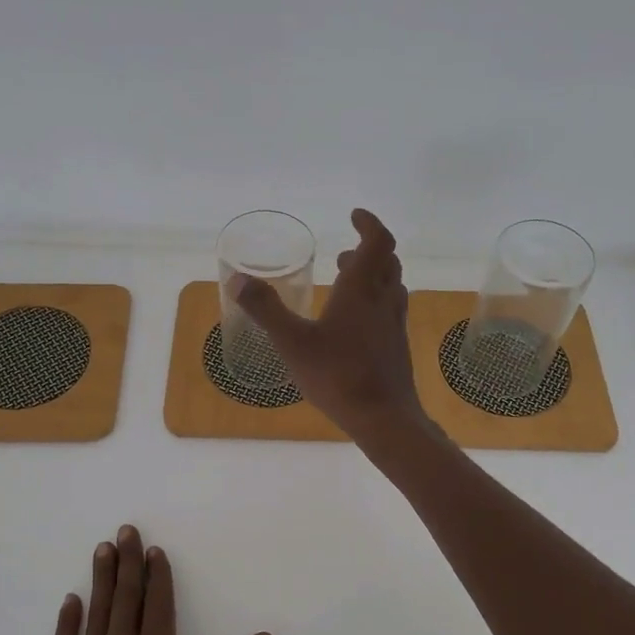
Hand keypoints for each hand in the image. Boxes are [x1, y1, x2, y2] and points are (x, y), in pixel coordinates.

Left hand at [44, 527, 273, 634]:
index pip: (159, 605)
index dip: (159, 575)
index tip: (155, 550)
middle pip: (125, 599)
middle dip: (127, 563)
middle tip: (125, 531)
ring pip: (95, 616)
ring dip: (100, 581)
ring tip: (102, 551)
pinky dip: (67, 623)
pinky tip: (69, 603)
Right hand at [231, 208, 426, 439]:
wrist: (384, 418)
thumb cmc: (337, 376)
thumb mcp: (292, 342)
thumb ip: (265, 309)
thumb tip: (237, 279)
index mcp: (361, 290)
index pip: (377, 242)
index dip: (369, 224)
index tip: (354, 216)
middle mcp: (383, 301)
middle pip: (387, 262)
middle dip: (368, 251)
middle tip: (344, 254)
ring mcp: (394, 325)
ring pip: (391, 287)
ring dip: (374, 276)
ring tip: (348, 282)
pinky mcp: (397, 347)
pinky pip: (390, 311)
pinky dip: (376, 302)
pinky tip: (356, 325)